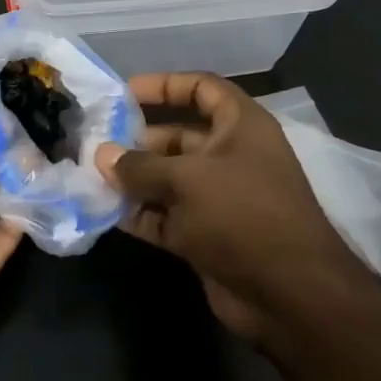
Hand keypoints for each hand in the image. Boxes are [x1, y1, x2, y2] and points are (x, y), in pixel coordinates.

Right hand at [96, 72, 361, 341]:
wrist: (289, 295)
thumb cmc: (242, 215)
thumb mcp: (188, 179)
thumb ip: (140, 166)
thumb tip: (101, 155)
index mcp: (240, 126)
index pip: (202, 88)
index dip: (164, 85)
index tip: (124, 93)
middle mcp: (230, 156)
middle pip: (178, 136)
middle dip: (138, 139)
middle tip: (95, 143)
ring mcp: (218, 199)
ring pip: (168, 179)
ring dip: (133, 179)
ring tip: (91, 176)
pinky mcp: (206, 235)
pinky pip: (165, 215)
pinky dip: (139, 213)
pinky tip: (104, 211)